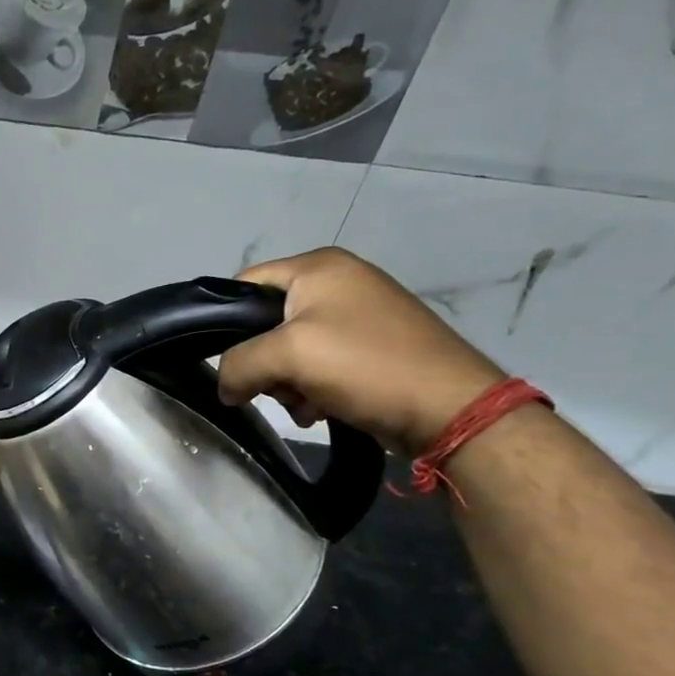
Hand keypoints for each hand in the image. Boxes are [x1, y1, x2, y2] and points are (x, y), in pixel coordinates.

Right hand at [218, 247, 505, 455]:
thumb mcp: (287, 355)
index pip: (244, 285)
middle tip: (274, 388)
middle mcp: (338, 282)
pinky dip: (312, 389)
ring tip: (305, 405)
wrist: (450, 408)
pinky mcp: (371, 348)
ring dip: (287, 383)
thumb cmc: (365, 364)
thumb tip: (223, 387)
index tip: (227, 361)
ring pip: (289, 350)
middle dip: (263, 363)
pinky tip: (323, 409)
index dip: (225, 323)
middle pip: (265, 323)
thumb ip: (238, 364)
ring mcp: (358, 316)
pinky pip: (319, 365)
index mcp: (318, 266)